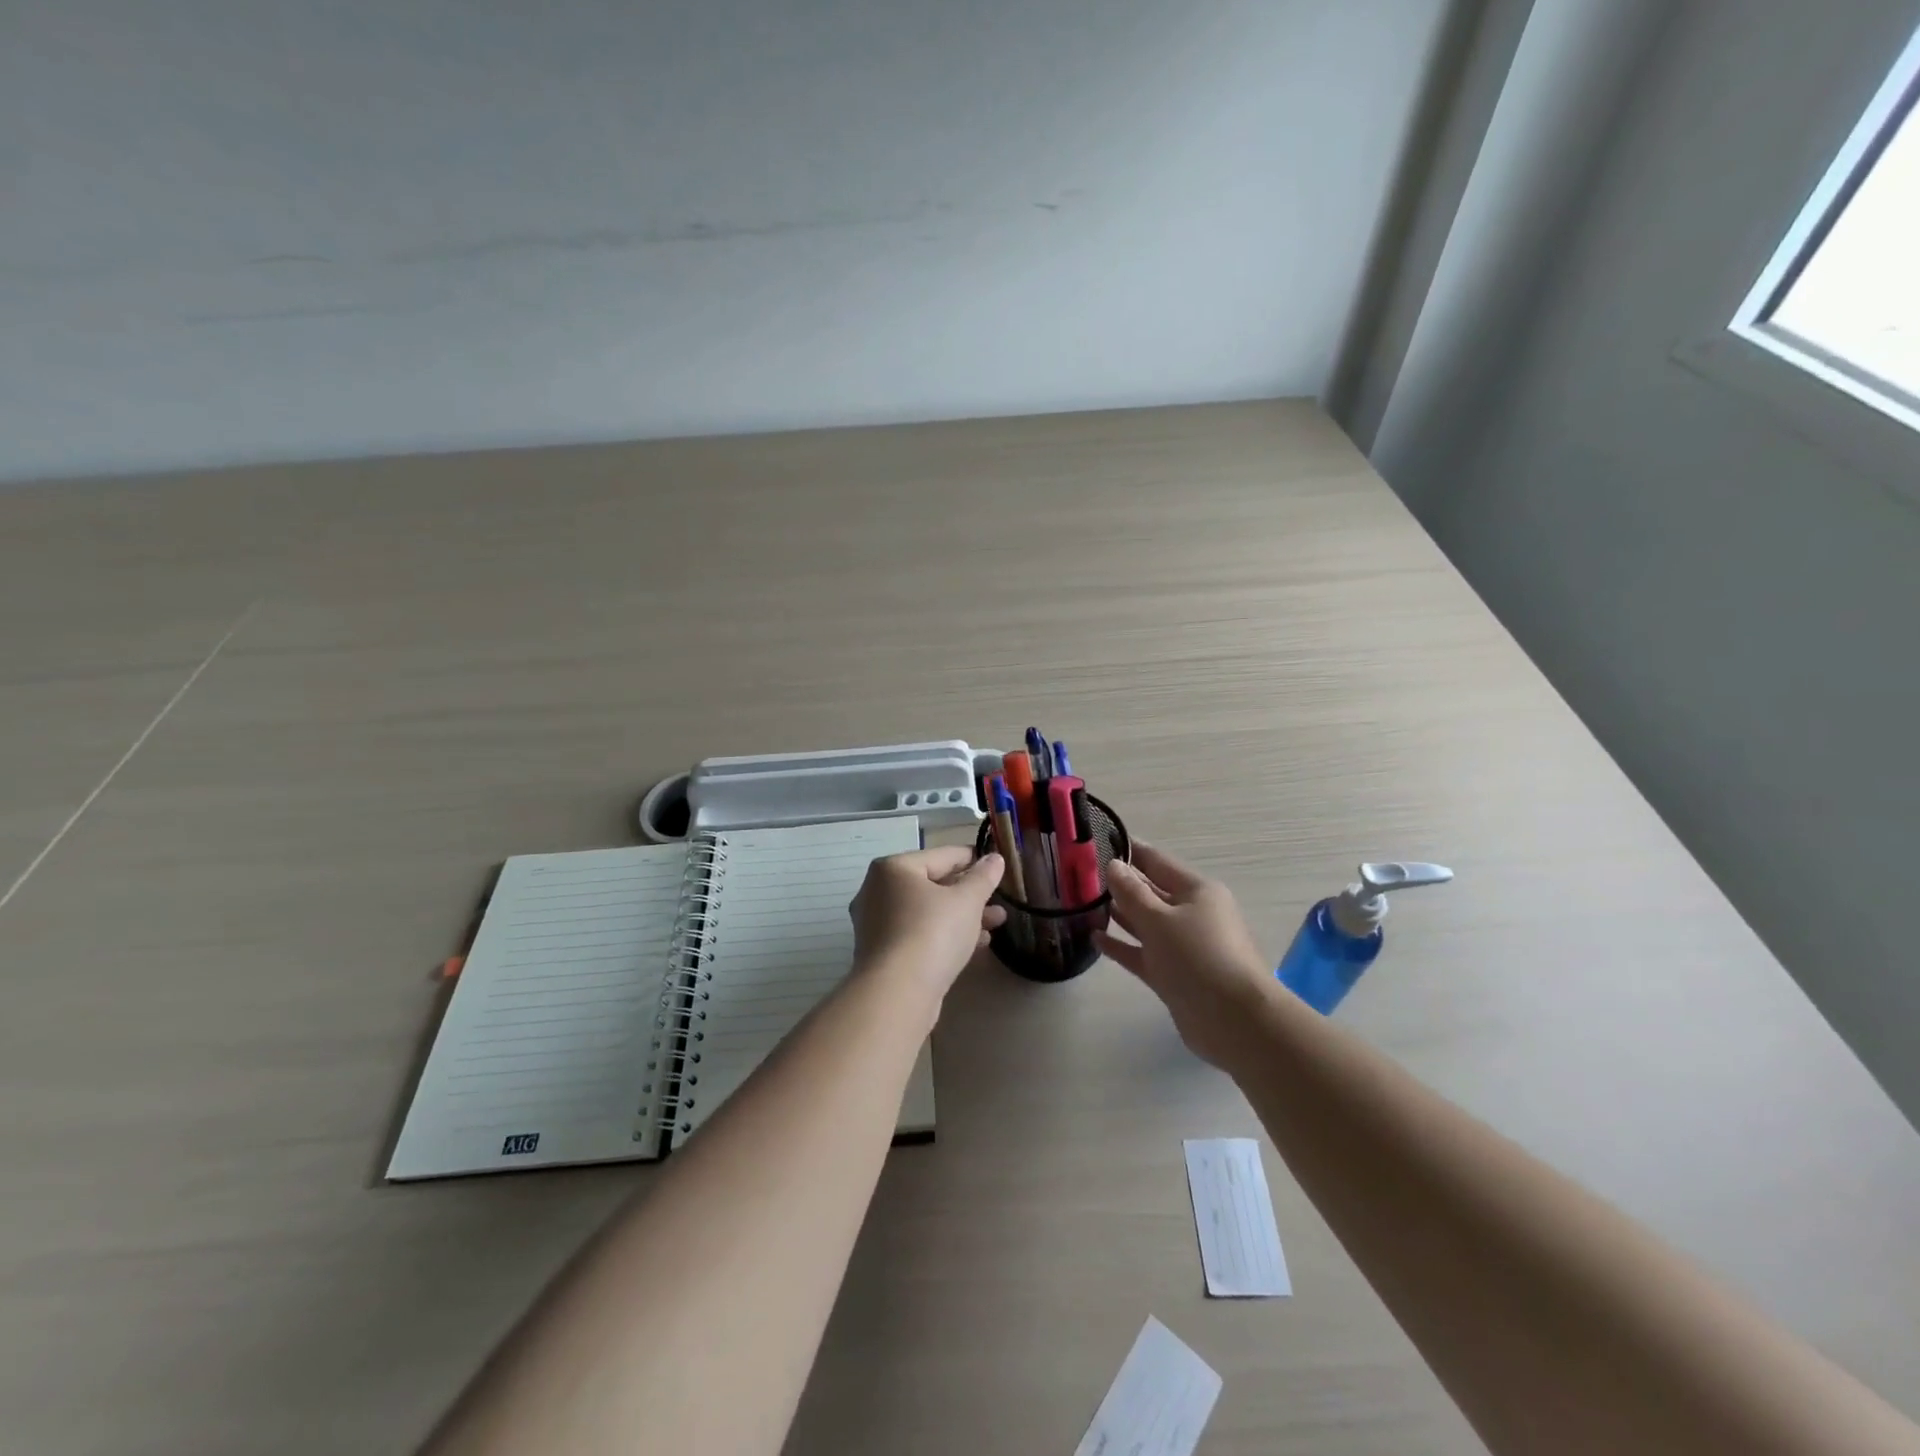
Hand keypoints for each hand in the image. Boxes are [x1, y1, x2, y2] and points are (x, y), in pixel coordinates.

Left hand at [849, 847, 1007, 1002]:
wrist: (896, 994)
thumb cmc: (932, 933)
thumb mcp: (967, 901)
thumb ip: (983, 877)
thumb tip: (994, 858)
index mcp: (893, 868)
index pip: (942, 855)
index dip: (973, 858)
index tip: (997, 865)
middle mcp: (877, 891)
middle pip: (933, 884)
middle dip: (970, 893)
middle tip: (999, 899)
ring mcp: (876, 924)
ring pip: (927, 912)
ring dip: (962, 916)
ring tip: (997, 922)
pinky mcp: (882, 953)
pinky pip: (919, 934)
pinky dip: (945, 934)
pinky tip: (976, 944)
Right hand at [1095, 842, 1272, 1066]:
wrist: (1234, 1021)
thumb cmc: (1198, 957)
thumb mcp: (1159, 919)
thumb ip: (1131, 892)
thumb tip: (1113, 864)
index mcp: (1196, 891)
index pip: (1157, 861)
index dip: (1129, 851)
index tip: (1097, 842)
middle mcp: (1191, 914)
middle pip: (1150, 891)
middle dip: (1119, 884)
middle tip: (1079, 876)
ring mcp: (1183, 946)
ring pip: (1145, 923)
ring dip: (1118, 914)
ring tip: (1082, 903)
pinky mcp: (1174, 974)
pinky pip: (1143, 953)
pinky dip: (1122, 945)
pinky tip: (1095, 938)